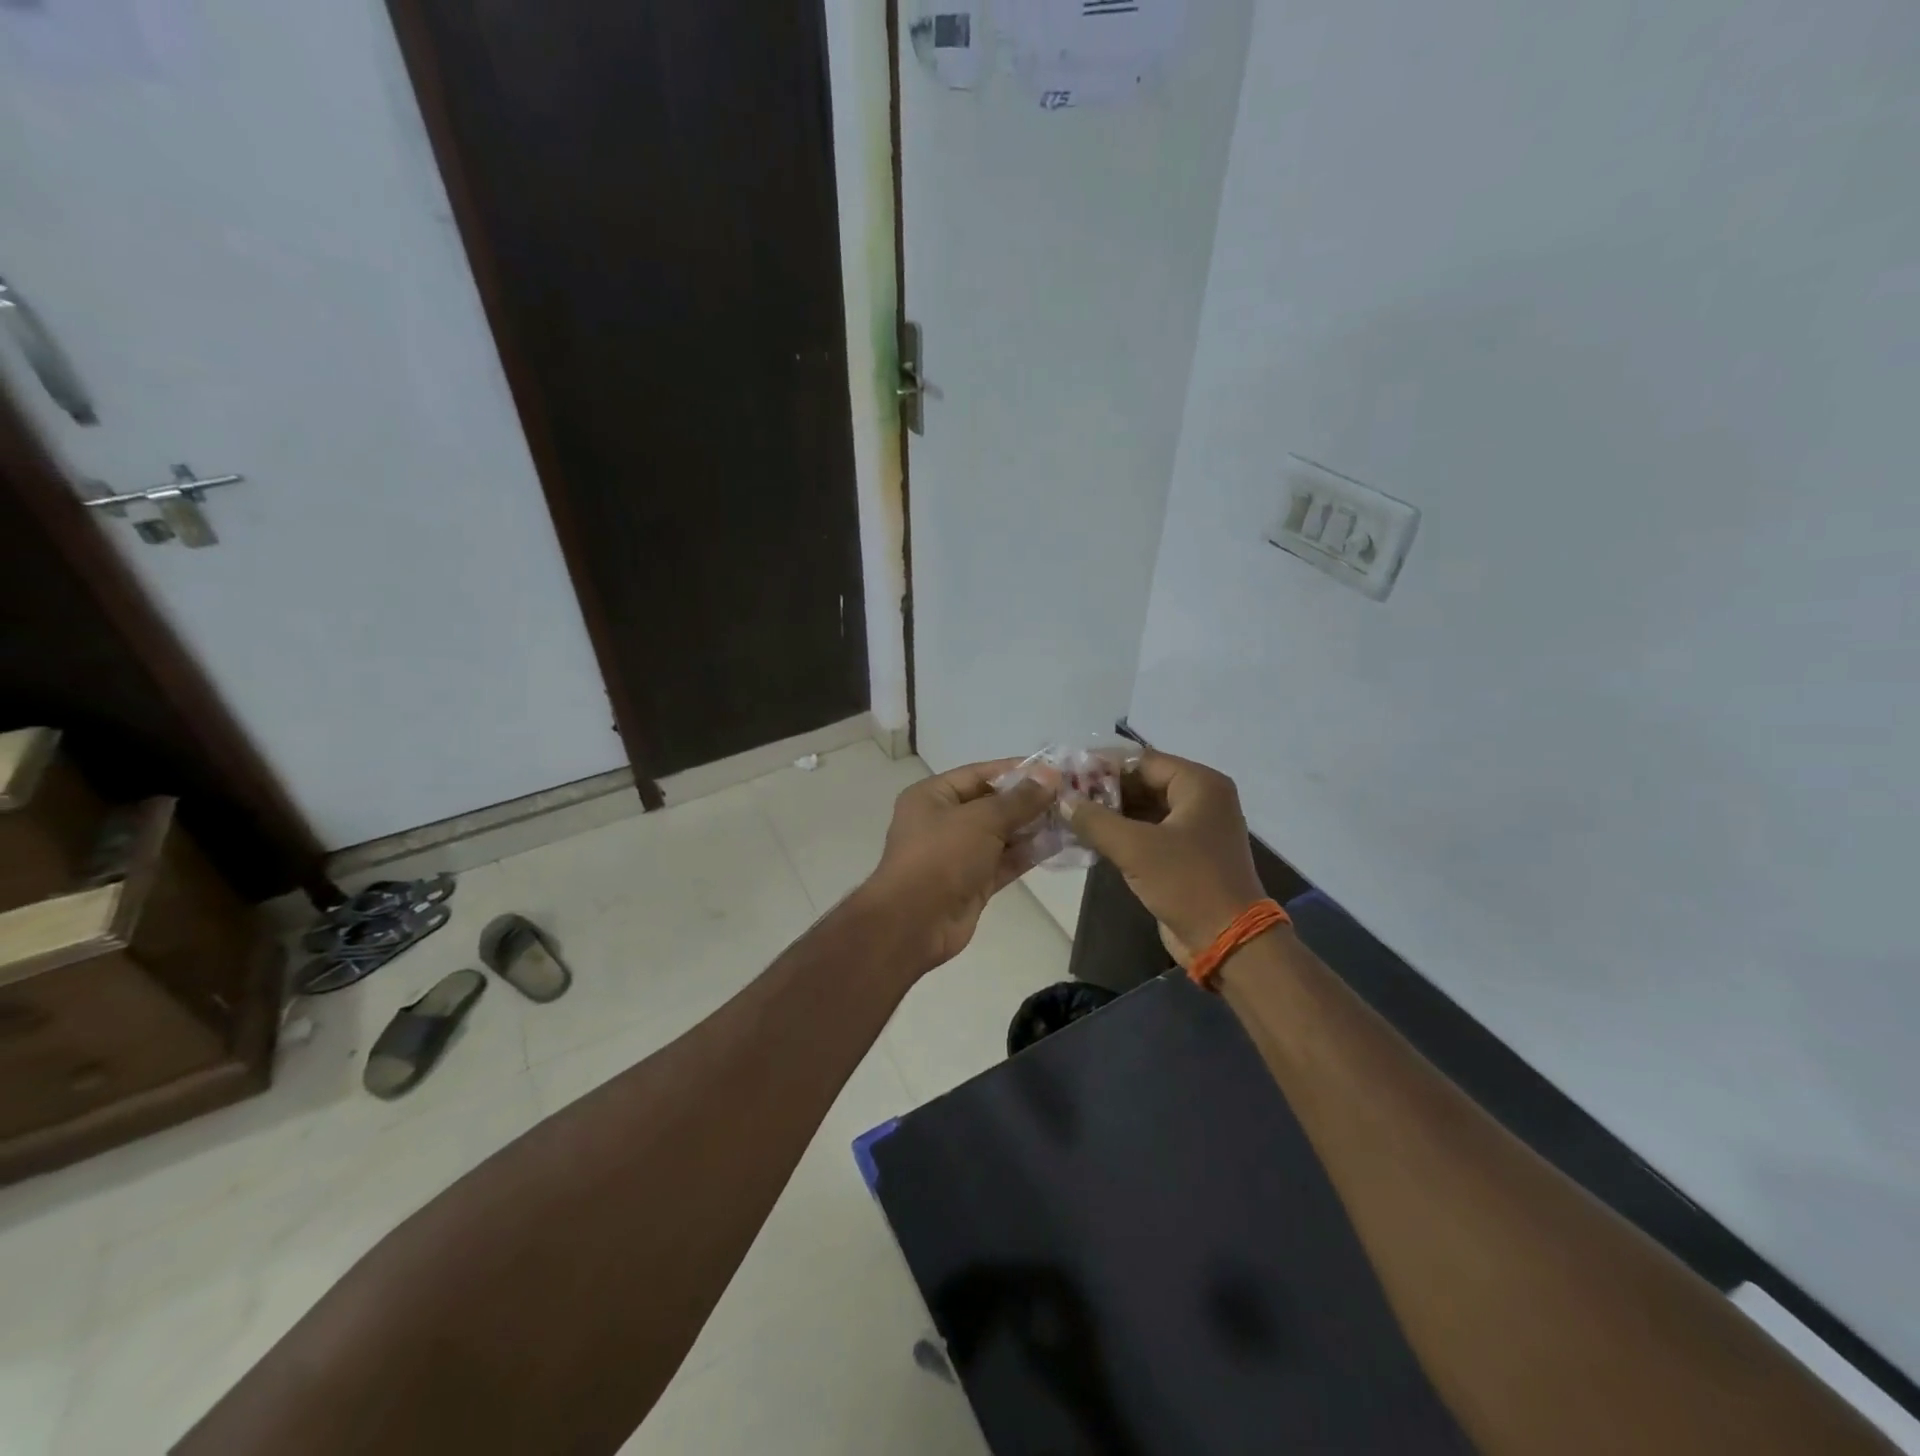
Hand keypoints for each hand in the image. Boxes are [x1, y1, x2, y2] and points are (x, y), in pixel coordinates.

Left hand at [856, 760, 1057, 974]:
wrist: (914, 923)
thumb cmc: (941, 857)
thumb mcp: (982, 820)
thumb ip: (1019, 799)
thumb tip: (1050, 775)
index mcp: (933, 796)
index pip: (980, 773)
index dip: (1017, 770)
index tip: (1055, 768)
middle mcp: (944, 820)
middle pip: (992, 803)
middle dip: (1029, 800)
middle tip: (1071, 793)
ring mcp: (959, 853)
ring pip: (1002, 834)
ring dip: (1033, 826)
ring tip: (1072, 816)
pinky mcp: (973, 882)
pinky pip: (1005, 860)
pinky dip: (1028, 853)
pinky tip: (1059, 843)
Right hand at [1064, 751, 1265, 963]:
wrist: (1228, 942)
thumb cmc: (1187, 883)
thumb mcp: (1135, 848)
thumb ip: (1095, 819)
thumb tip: (1062, 799)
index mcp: (1199, 784)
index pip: (1142, 760)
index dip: (1103, 765)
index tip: (1066, 772)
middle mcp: (1201, 798)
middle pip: (1143, 782)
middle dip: (1104, 790)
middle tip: (1063, 795)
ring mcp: (1195, 827)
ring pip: (1144, 808)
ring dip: (1110, 813)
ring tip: (1069, 815)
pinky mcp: (1186, 854)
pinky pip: (1149, 832)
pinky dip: (1122, 833)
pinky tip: (1089, 838)